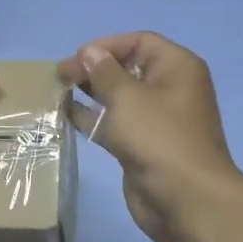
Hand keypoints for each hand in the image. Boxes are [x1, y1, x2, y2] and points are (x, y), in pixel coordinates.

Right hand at [58, 32, 242, 241]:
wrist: (184, 199)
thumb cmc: (158, 137)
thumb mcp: (128, 96)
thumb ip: (104, 71)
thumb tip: (91, 52)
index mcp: (177, 68)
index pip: (139, 42)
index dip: (107, 45)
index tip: (77, 57)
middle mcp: (169, 89)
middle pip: (128, 68)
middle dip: (94, 68)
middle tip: (60, 75)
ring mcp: (156, 120)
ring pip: (119, 97)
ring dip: (90, 93)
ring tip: (58, 91)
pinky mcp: (142, 145)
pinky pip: (115, 123)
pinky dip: (93, 118)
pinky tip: (66, 114)